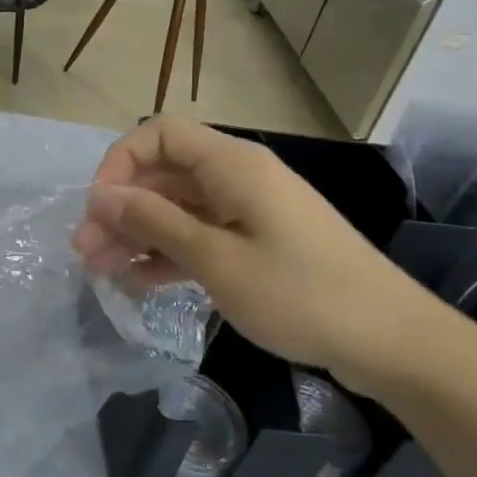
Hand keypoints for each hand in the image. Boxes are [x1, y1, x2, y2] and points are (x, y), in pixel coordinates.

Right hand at [72, 117, 461, 399]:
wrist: (391, 342)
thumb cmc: (299, 293)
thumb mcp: (215, 258)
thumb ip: (154, 221)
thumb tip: (101, 196)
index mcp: (231, 165)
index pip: (157, 135)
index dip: (119, 164)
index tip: (98, 209)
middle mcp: (236, 178)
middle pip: (162, 175)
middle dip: (120, 208)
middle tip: (85, 251)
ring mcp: (248, 212)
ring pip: (176, 209)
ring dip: (137, 235)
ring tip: (101, 271)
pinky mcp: (256, 243)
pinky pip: (199, 236)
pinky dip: (167, 254)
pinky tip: (138, 282)